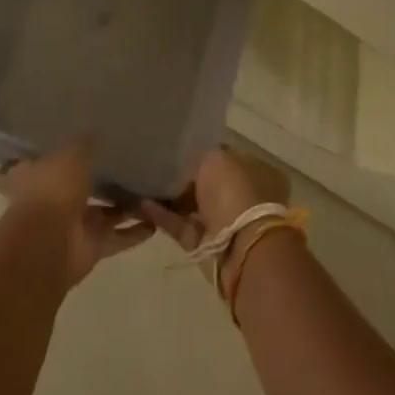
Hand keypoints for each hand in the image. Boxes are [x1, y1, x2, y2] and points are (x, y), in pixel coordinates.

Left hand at [0, 142, 152, 285]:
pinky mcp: (91, 248)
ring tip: (149, 190)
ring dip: (124, 206)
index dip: (62, 152)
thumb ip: (85, 143)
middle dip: (99, 180)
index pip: (47, 160)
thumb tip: (95, 131)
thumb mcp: (71, 154)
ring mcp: (72, 226)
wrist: (50, 243)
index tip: (82, 141)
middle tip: (128, 164)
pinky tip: (156, 221)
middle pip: (78, 188)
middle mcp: (52, 201)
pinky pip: (117, 237)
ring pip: (103, 213)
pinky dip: (135, 232)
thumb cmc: (53, 189)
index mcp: (35, 175)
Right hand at [141, 146, 290, 253]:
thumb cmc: (232, 192)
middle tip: (154, 165)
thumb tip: (187, 159)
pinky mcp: (205, 244)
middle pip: (206, 183)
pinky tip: (142, 204)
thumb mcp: (215, 158)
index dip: (199, 152)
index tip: (174, 147)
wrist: (238, 247)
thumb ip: (199, 155)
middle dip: (182, 177)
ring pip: (191, 206)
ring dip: (169, 197)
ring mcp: (224, 222)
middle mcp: (241, 195)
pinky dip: (163, 216)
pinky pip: (180, 225)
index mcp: (253, 171)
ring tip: (141, 184)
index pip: (222, 157)